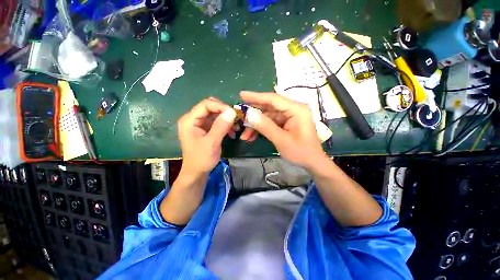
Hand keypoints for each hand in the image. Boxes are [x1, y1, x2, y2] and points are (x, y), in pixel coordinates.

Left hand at [177, 98, 236, 175]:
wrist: (197, 172)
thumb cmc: (201, 159)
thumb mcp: (212, 143)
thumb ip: (221, 126)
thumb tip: (232, 111)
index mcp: (189, 120)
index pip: (206, 104)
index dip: (220, 106)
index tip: (234, 113)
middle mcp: (193, 119)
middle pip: (211, 107)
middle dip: (225, 112)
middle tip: (236, 119)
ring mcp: (199, 124)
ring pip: (215, 114)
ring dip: (227, 119)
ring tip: (236, 127)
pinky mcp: (205, 129)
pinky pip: (217, 122)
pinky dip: (225, 125)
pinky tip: (232, 132)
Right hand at [239, 91, 326, 169]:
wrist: (312, 162)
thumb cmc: (301, 152)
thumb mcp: (281, 140)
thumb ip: (265, 126)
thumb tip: (249, 114)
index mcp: (296, 109)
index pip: (273, 99)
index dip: (256, 97)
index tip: (241, 95)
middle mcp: (293, 109)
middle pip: (269, 107)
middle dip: (253, 114)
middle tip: (239, 117)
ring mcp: (289, 117)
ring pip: (267, 116)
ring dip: (255, 125)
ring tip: (244, 134)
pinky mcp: (286, 123)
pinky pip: (270, 123)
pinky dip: (261, 129)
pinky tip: (251, 136)